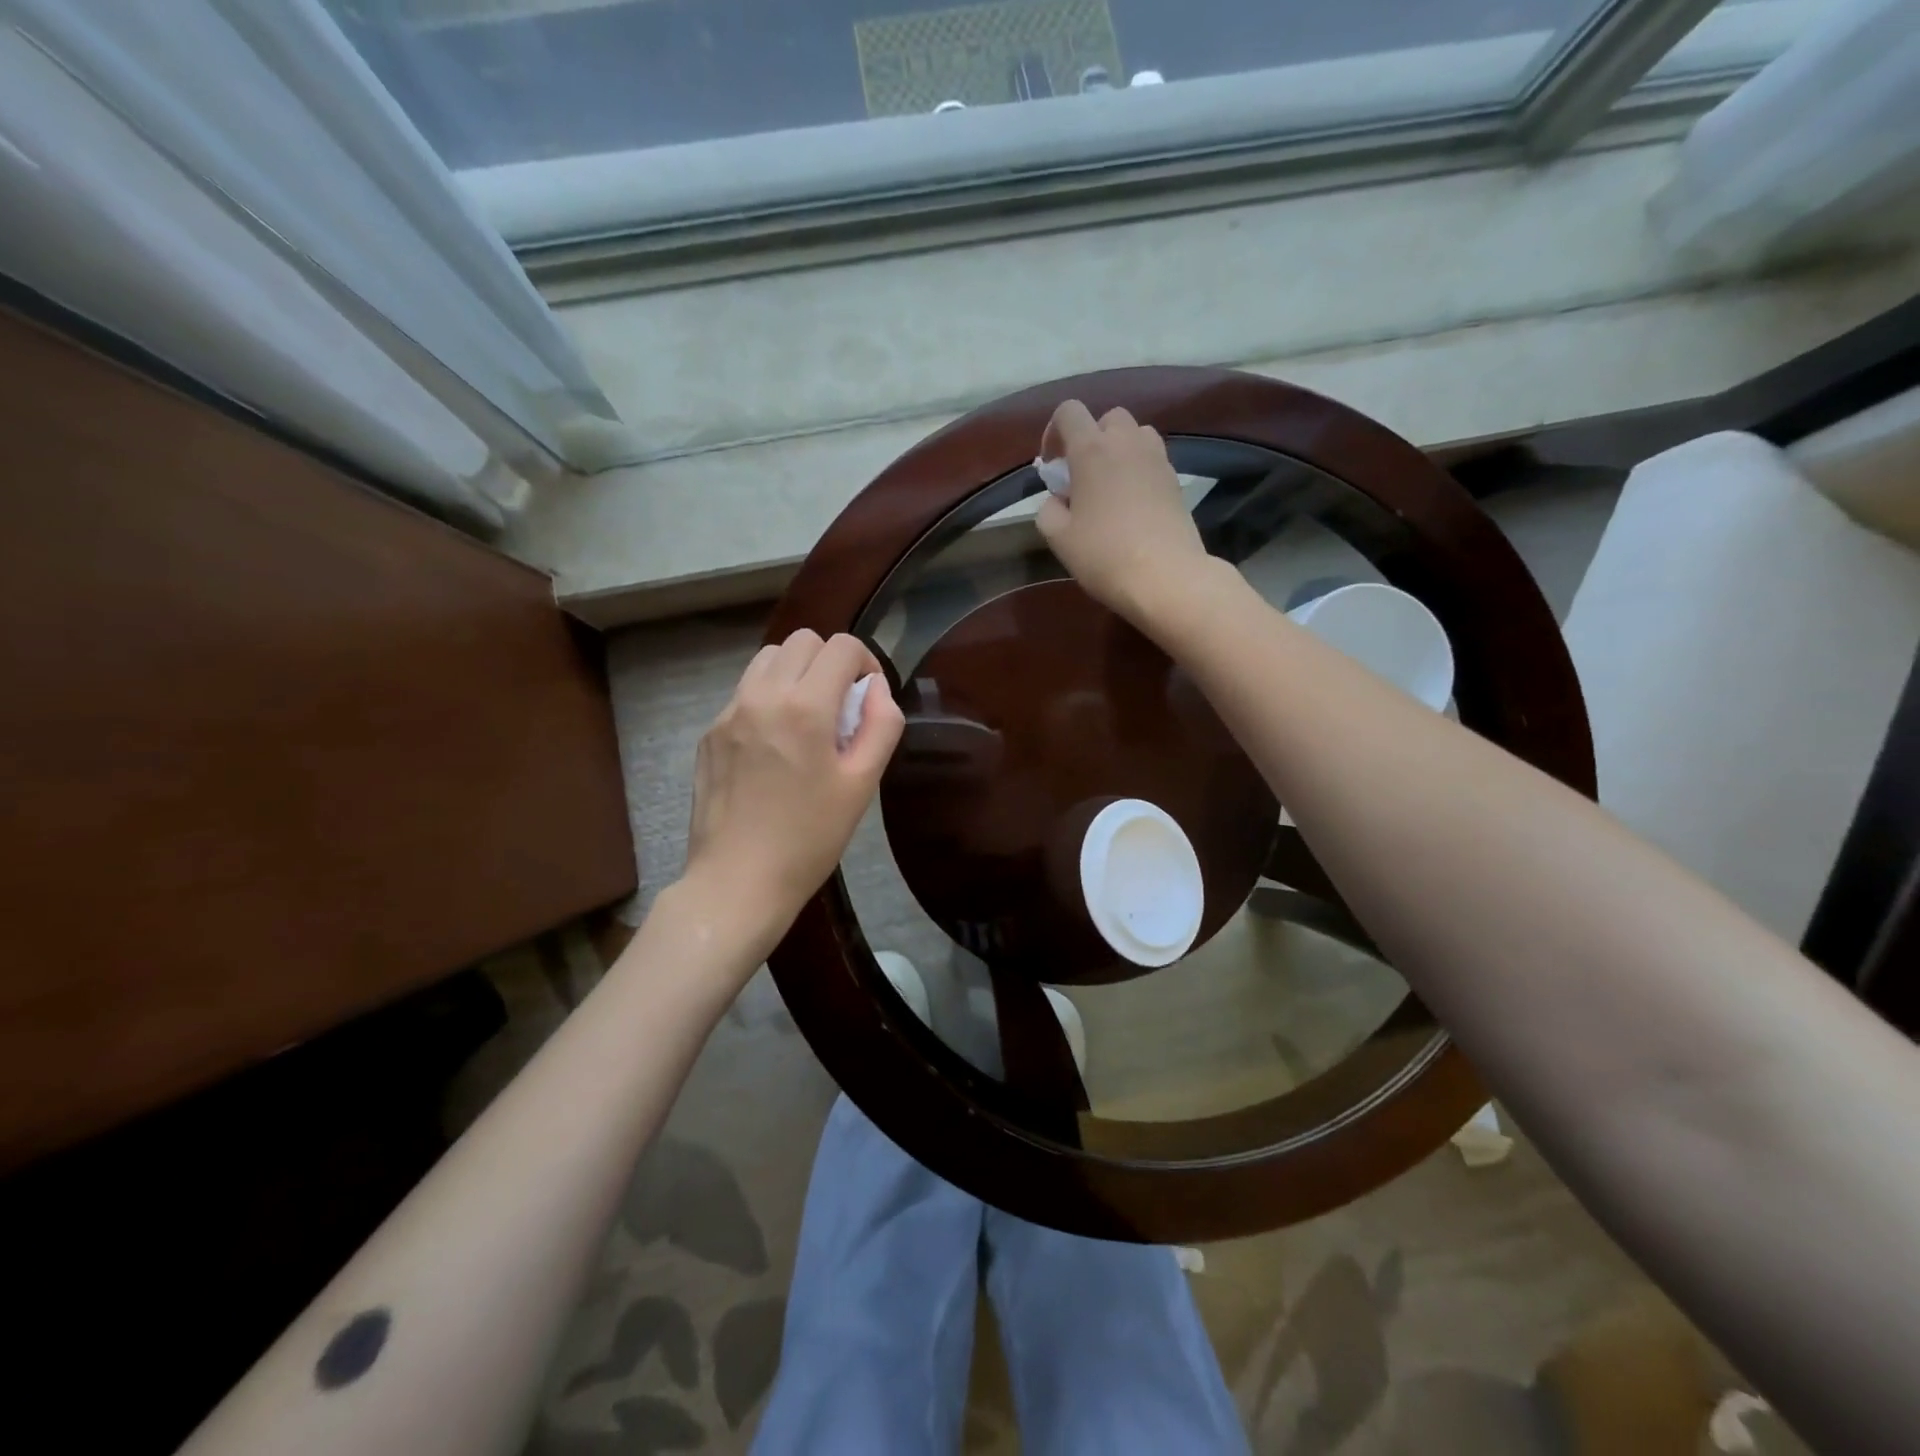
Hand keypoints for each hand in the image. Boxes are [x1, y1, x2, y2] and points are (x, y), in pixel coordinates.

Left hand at [683, 630, 903, 956]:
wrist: (737, 881)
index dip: (866, 662)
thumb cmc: (810, 838)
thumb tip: (875, 688)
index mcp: (804, 707)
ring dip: (797, 673)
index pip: (840, 646)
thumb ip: (881, 724)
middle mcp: (761, 696)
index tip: (868, 697)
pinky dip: (768, 698)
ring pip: (768, 659)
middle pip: (802, 641)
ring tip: (807, 719)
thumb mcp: (862, 784)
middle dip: (830, 662)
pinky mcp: (709, 733)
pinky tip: (775, 745)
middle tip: (840, 707)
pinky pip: (744, 692)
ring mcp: (728, 713)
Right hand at [1037, 400, 1210, 625]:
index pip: (1069, 412)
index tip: (1052, 466)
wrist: (1166, 576)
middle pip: (1107, 418)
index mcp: (1091, 450)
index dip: (1054, 432)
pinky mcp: (1176, 479)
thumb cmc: (1104, 555)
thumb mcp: (1059, 538)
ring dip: (1119, 450)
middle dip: (1091, 439)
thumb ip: (1048, 510)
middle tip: (1082, 477)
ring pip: (1135, 434)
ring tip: (1110, 486)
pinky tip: (1132, 504)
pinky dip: (1138, 470)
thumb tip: (1057, 500)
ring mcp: (1157, 459)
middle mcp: (1126, 443)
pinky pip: (1152, 459)